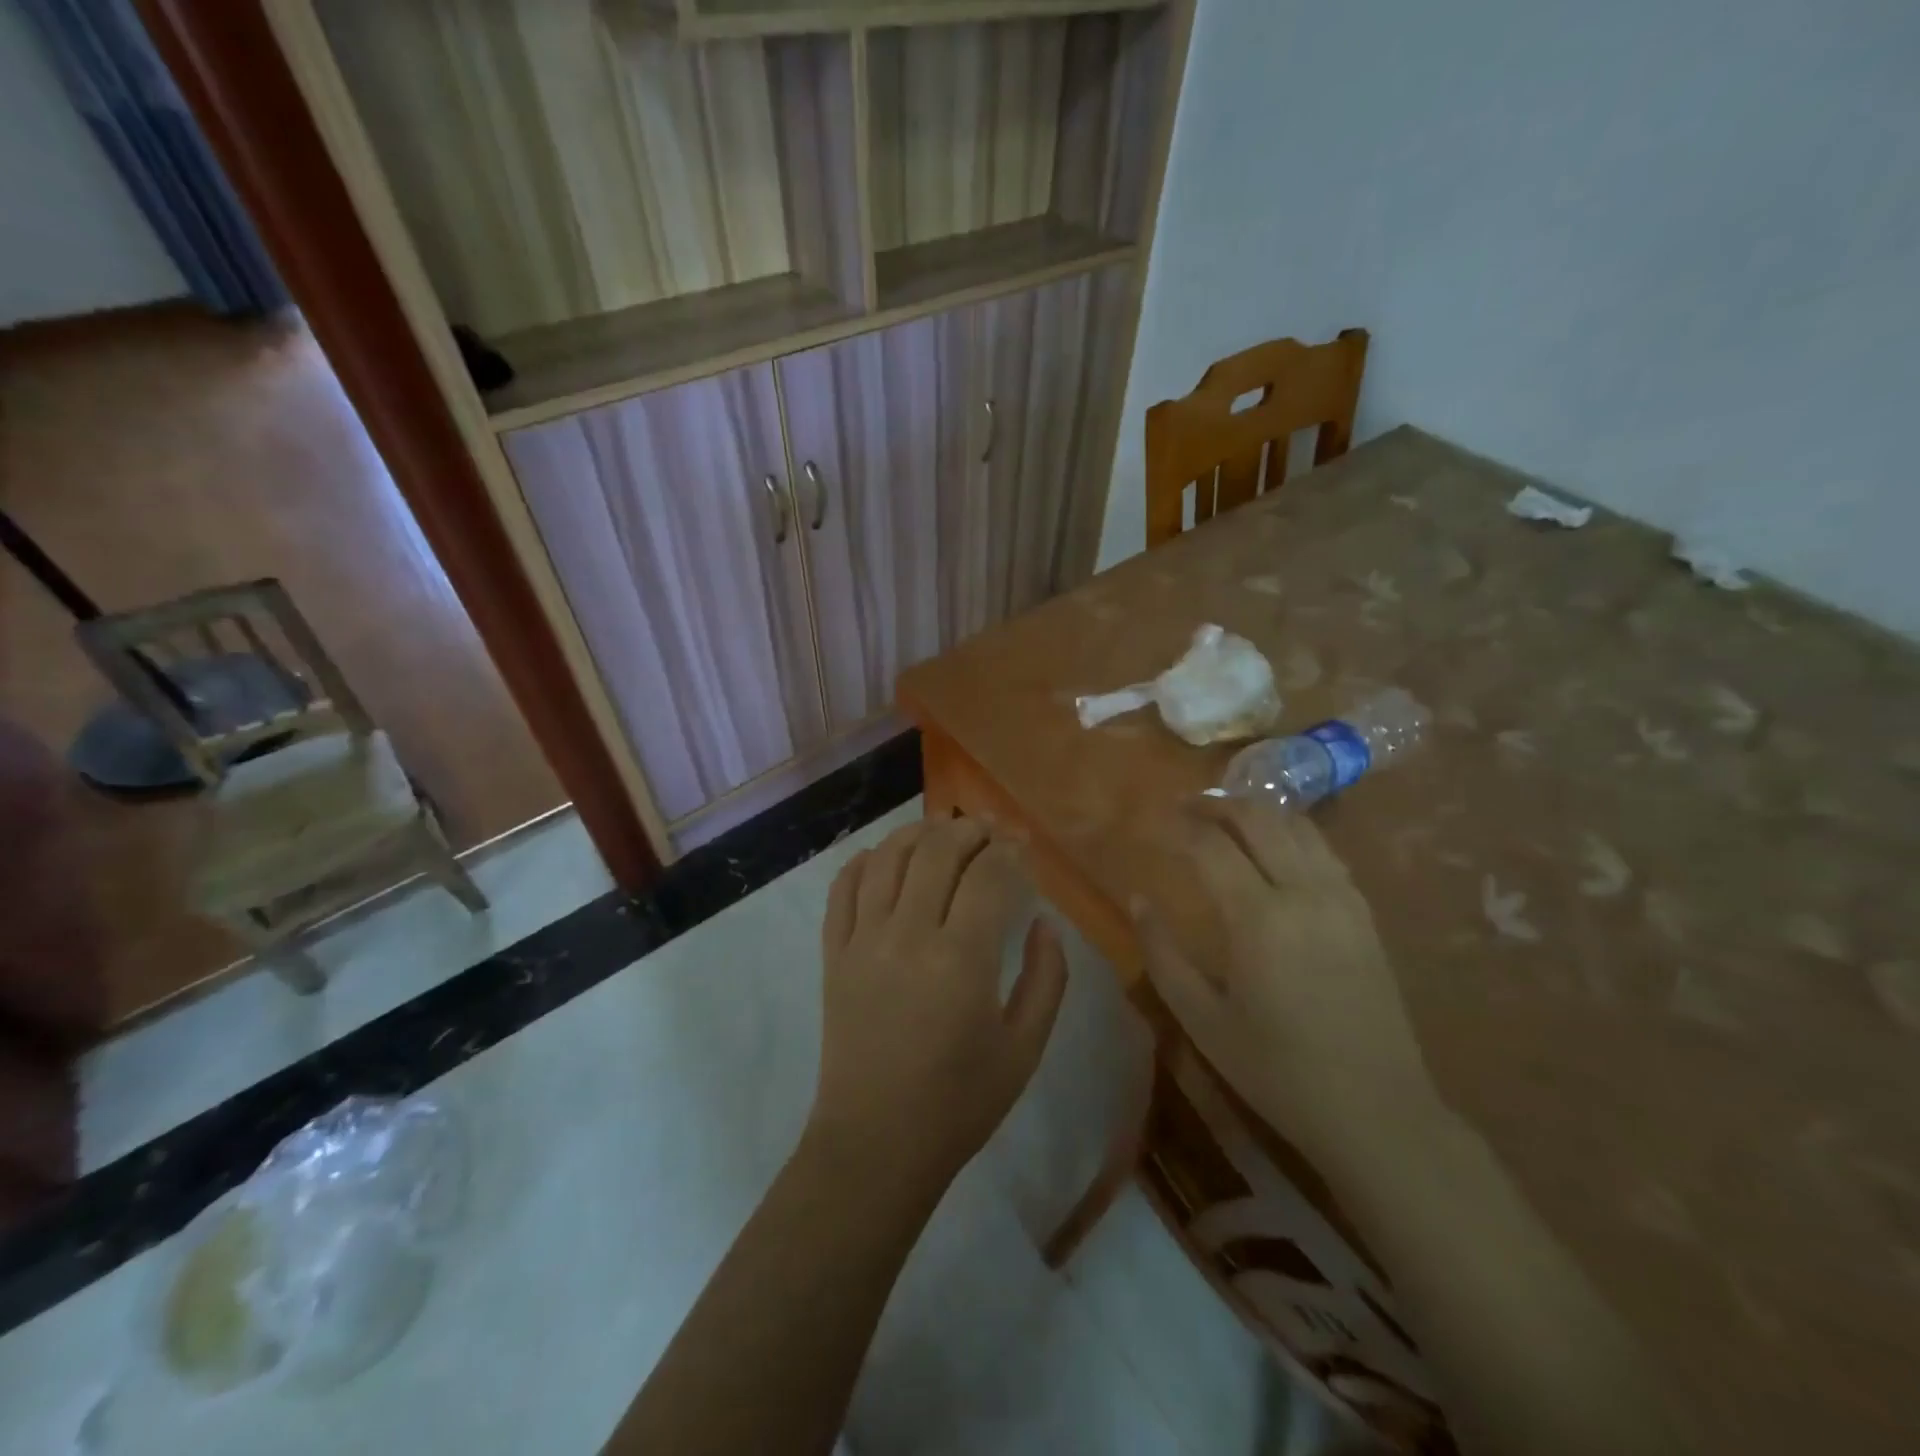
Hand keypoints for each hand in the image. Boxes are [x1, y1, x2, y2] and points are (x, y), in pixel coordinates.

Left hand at [808, 818, 1067, 1199]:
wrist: (877, 1144)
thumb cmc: (960, 1102)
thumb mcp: (1025, 1048)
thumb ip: (1048, 977)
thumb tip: (1045, 922)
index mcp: (962, 960)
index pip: (989, 875)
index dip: (1010, 851)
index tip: (1023, 847)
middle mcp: (907, 935)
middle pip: (937, 850)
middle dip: (969, 829)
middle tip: (989, 831)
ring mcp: (862, 940)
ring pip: (888, 857)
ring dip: (919, 833)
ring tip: (942, 832)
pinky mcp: (833, 953)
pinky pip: (843, 888)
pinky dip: (865, 860)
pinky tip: (886, 857)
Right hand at [1135, 798, 1439, 1169]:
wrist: (1377, 1112)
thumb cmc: (1276, 1070)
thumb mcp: (1202, 1019)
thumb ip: (1162, 953)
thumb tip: (1138, 899)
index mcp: (1259, 918)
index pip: (1211, 845)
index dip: (1179, 824)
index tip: (1156, 817)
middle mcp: (1304, 892)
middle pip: (1259, 818)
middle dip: (1217, 802)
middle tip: (1185, 806)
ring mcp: (1342, 898)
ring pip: (1297, 825)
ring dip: (1257, 811)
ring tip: (1225, 816)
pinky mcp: (1363, 912)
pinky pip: (1324, 849)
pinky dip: (1291, 832)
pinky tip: (1274, 845)